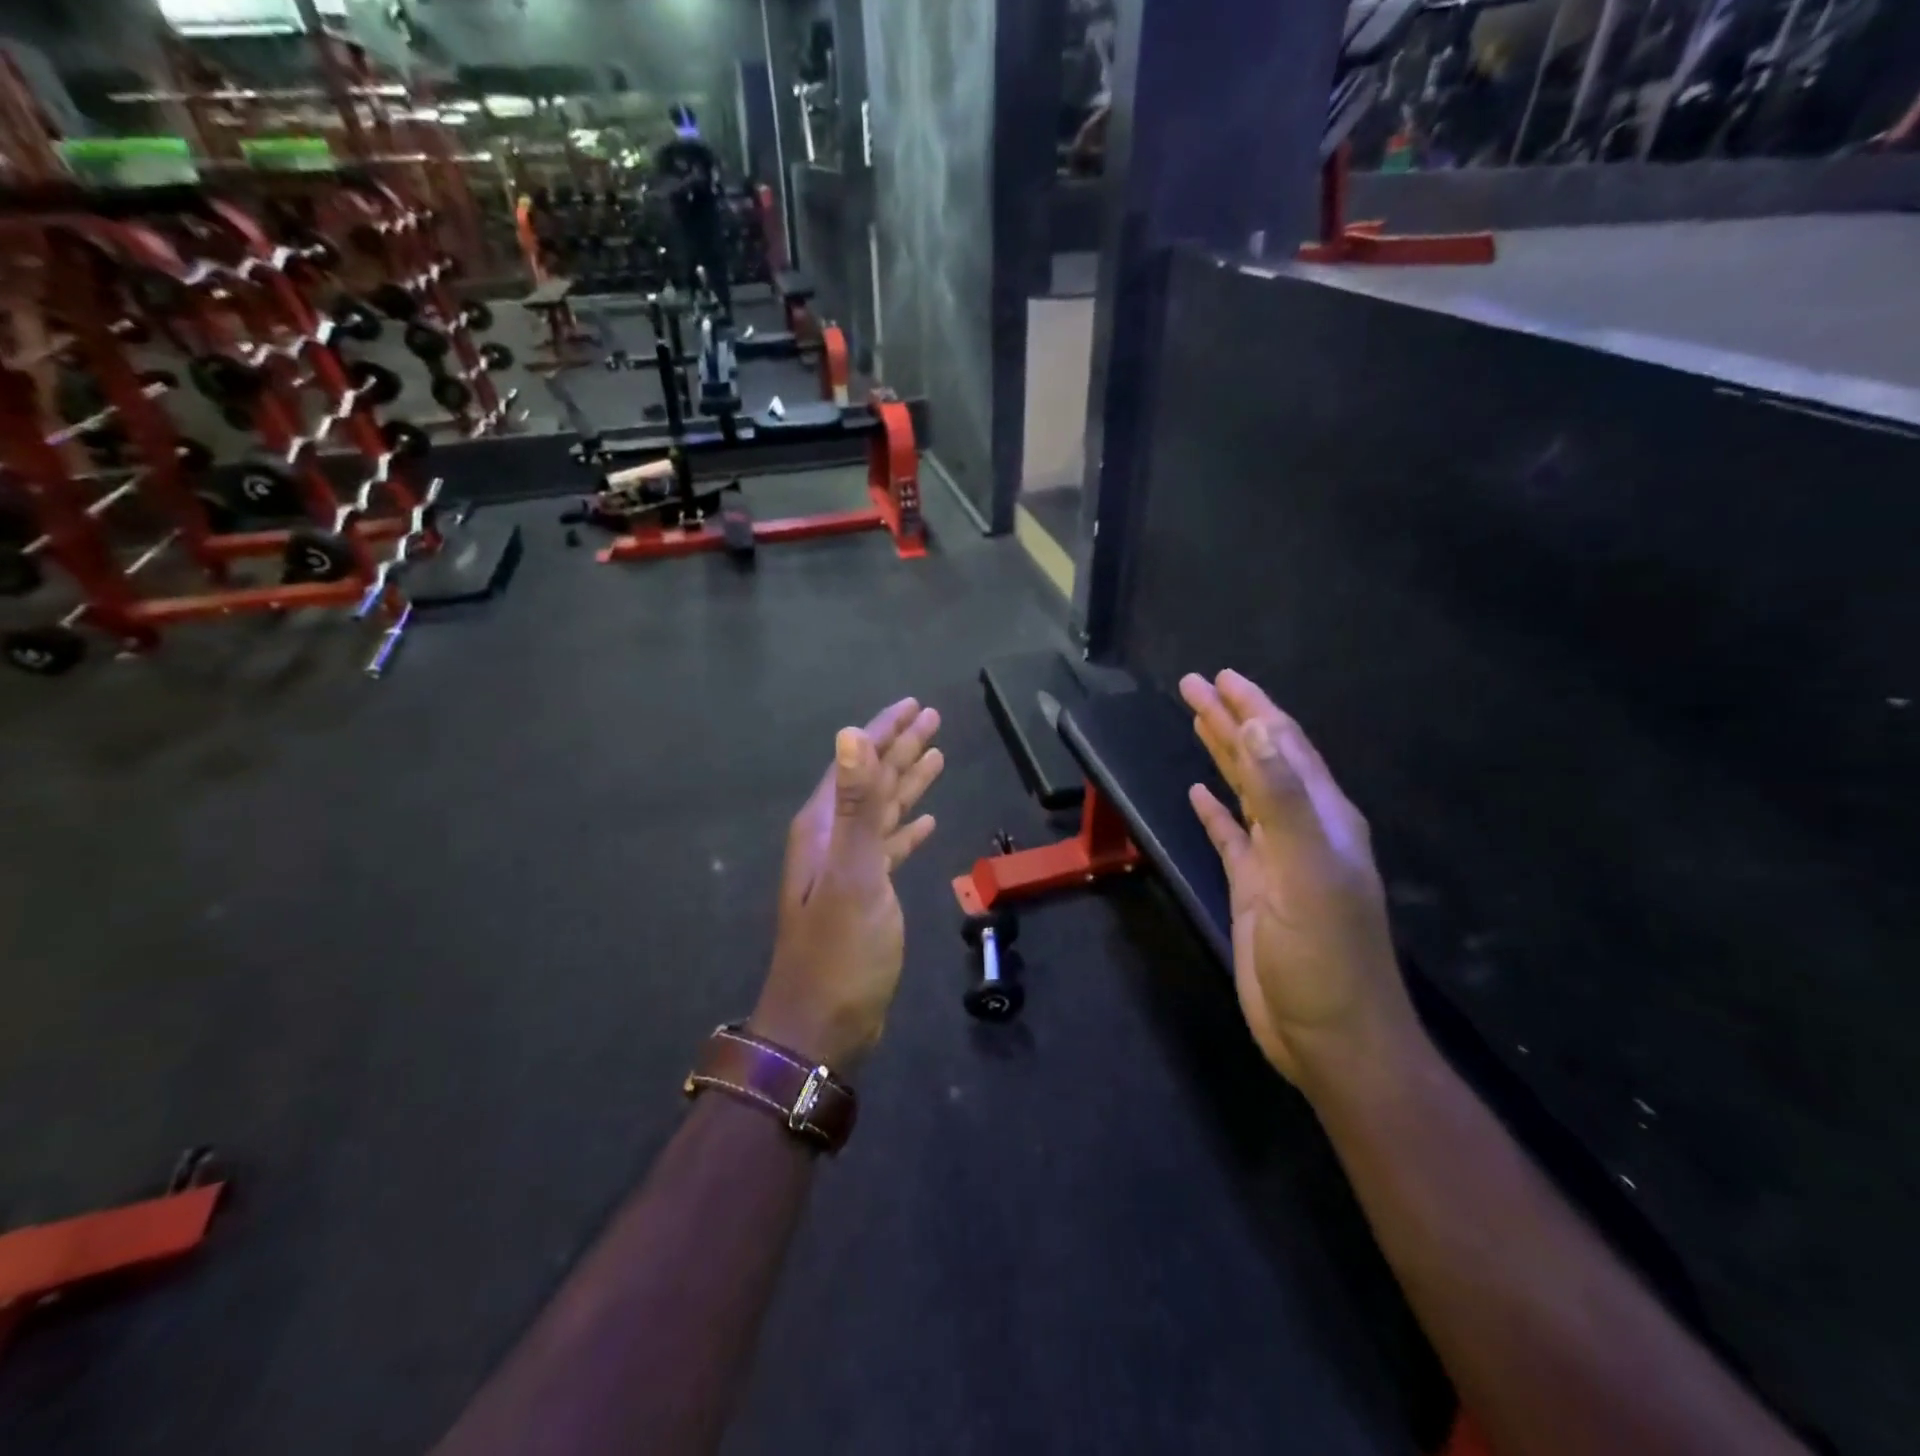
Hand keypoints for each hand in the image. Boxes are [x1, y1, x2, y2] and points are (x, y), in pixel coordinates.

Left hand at [750, 699, 944, 1070]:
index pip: (858, 761)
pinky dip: (907, 830)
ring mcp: (848, 868)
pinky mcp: (865, 894)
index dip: (885, 730)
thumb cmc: (839, 951)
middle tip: (932, 718)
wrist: (822, 1026)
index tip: (914, 704)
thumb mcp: (852, 874)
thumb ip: (856, 805)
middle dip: (901, 747)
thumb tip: (851, 735)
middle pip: (872, 780)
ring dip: (907, 782)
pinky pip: (889, 847)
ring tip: (936, 756)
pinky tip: (926, 822)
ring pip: (883, 811)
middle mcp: (833, 838)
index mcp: (825, 826)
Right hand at [1180, 671, 1421, 1091]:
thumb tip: (1255, 727)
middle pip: (1263, 759)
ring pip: (1247, 791)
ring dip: (1223, 755)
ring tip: (1197, 722)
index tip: (1221, 676)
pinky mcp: (1255, 888)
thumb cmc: (1324, 955)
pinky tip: (1198, 794)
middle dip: (1230, 719)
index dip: (1253, 708)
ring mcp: (1278, 860)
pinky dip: (1215, 810)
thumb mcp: (1307, 871)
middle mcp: (1303, 829)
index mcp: (1322, 817)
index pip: (1283, 745)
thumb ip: (1282, 797)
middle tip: (1193, 686)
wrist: (1330, 1037)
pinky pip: (1231, 835)